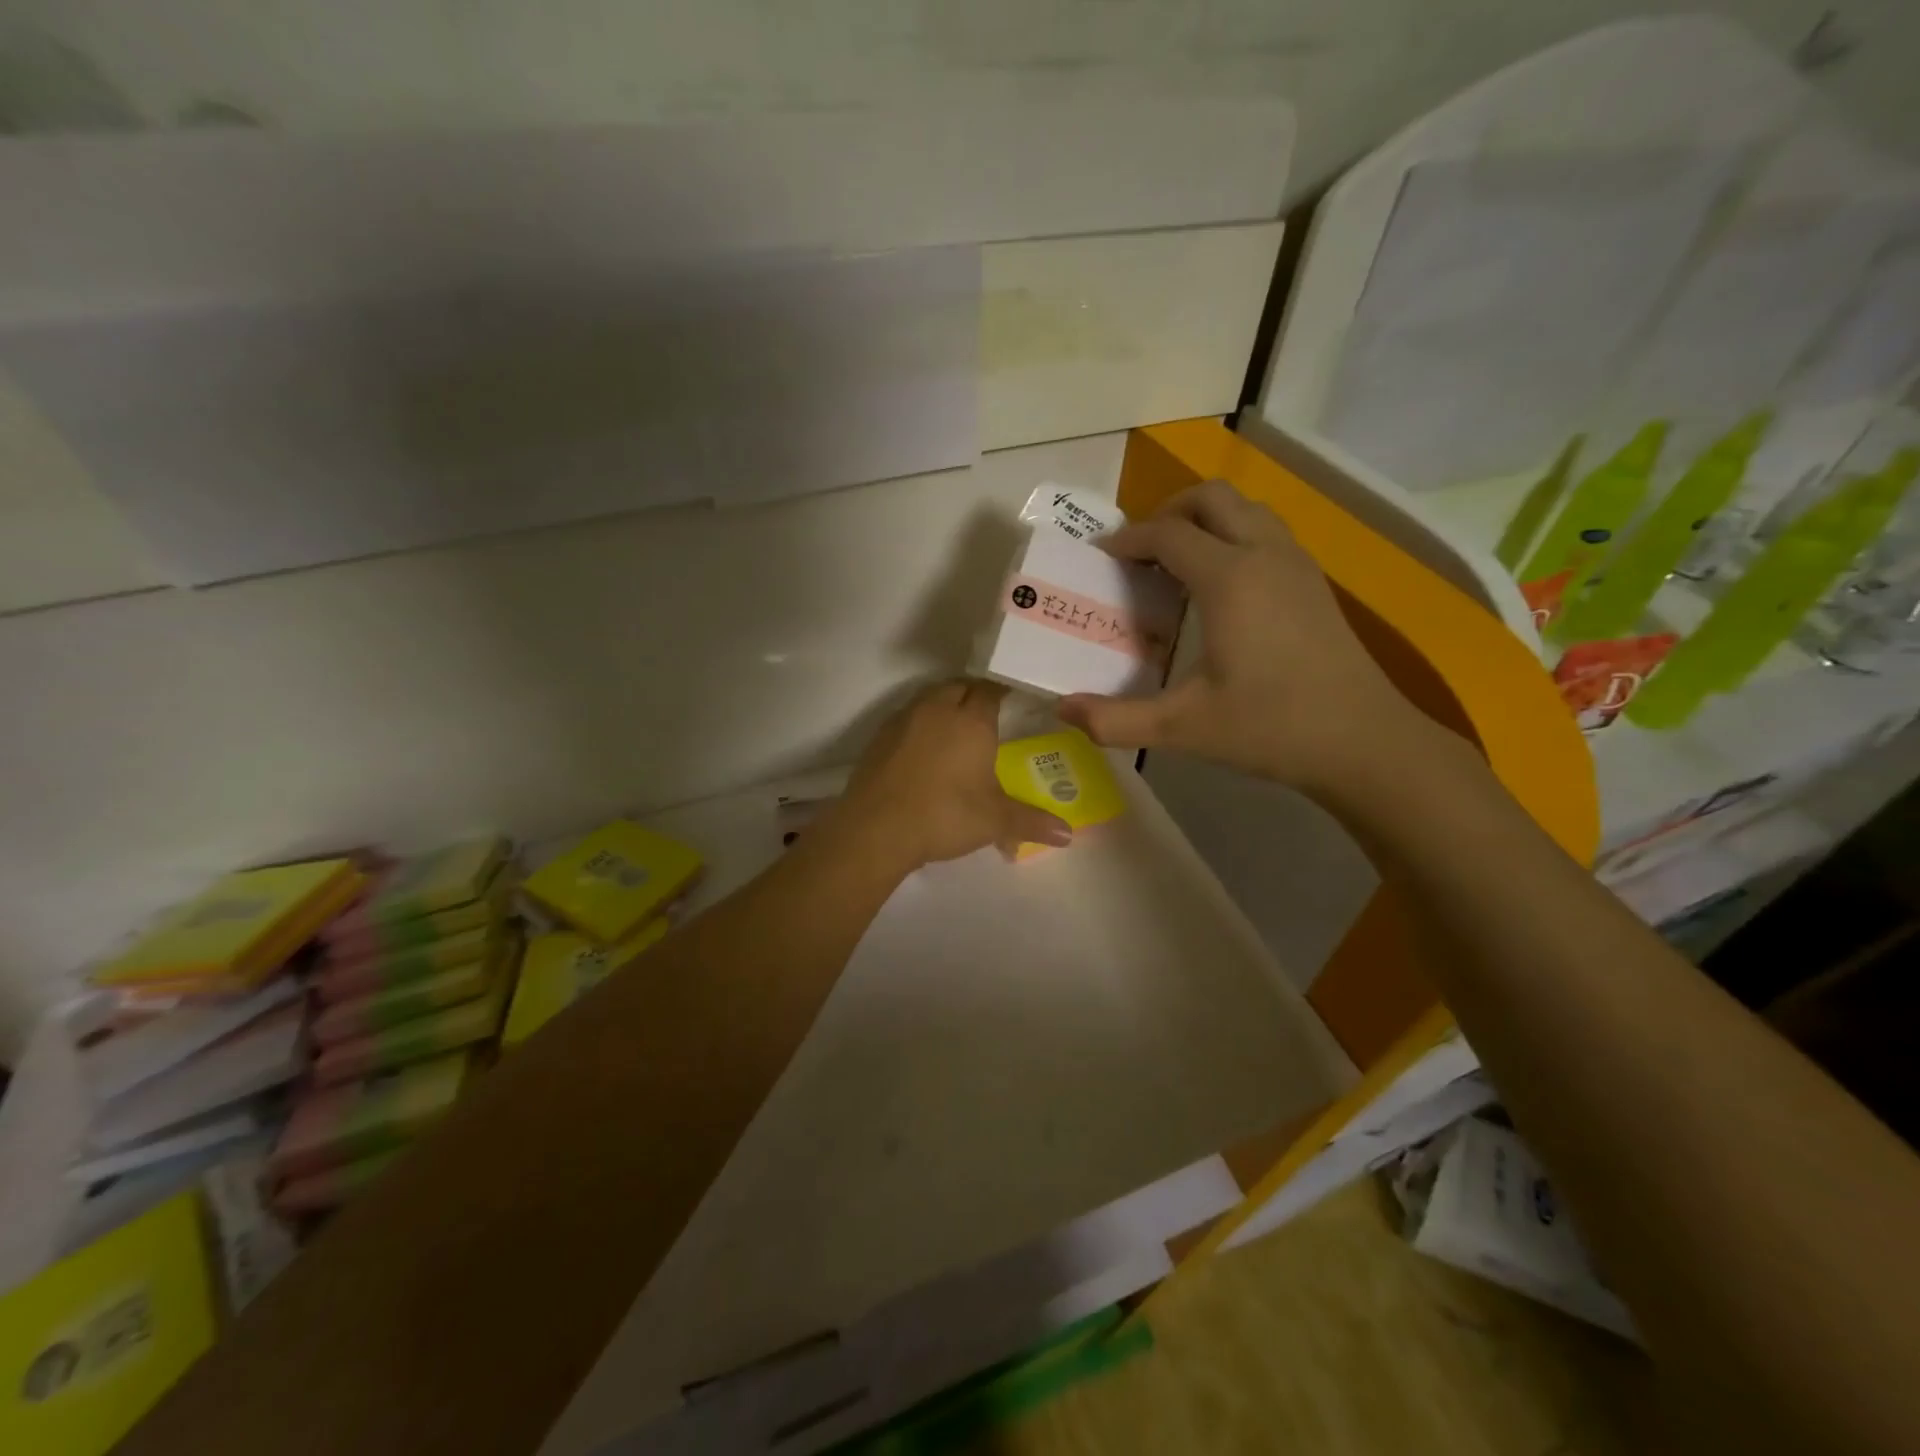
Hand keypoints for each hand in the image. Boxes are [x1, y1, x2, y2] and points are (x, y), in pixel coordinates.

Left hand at [833, 679, 1072, 870]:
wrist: (876, 828)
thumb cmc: (944, 815)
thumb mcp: (994, 821)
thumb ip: (1032, 822)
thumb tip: (1068, 835)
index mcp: (971, 720)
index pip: (992, 689)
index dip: (1004, 690)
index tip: (1015, 699)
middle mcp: (938, 709)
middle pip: (960, 686)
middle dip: (974, 694)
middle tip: (989, 714)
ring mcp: (904, 719)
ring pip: (930, 697)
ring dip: (945, 704)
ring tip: (957, 727)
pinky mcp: (880, 736)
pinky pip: (908, 716)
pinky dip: (921, 723)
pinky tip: (924, 747)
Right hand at [1060, 481, 1435, 794]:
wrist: (1364, 742)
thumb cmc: (1271, 728)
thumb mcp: (1183, 727)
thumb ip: (1116, 720)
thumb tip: (1062, 711)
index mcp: (1229, 579)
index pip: (1167, 533)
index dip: (1127, 539)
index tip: (1099, 556)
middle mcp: (1265, 555)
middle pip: (1210, 498)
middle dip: (1167, 512)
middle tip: (1139, 552)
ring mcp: (1297, 564)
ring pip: (1245, 508)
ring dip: (1204, 520)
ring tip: (1175, 562)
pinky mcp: (1314, 582)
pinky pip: (1266, 531)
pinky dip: (1232, 535)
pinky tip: (1220, 586)